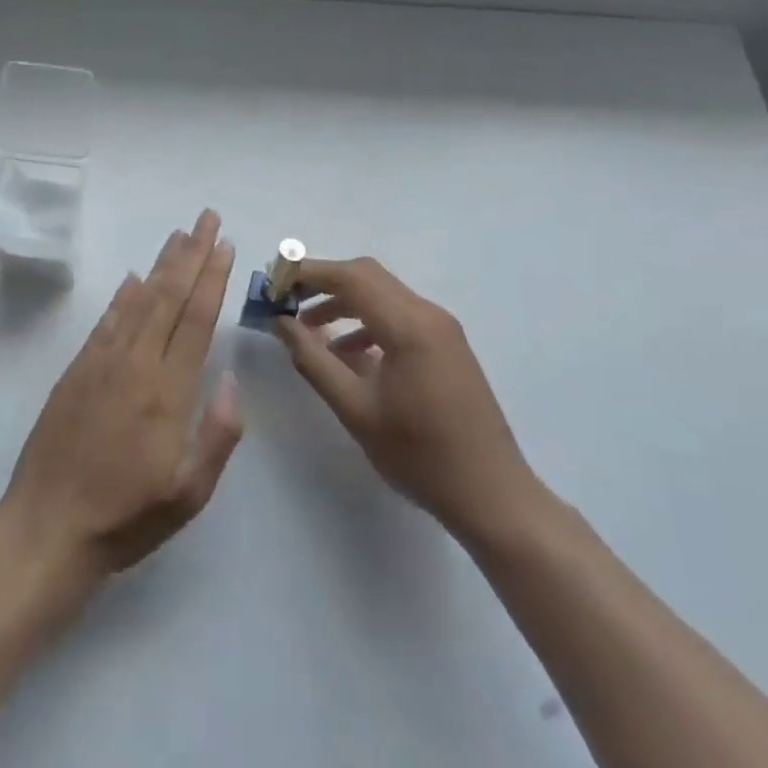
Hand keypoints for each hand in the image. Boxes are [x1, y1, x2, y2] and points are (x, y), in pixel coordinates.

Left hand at [0, 210, 243, 591]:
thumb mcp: (189, 493)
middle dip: (192, 253)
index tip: (225, 245)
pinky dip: (122, 295)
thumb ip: (219, 434)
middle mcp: (136, 364)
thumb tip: (231, 379)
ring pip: (139, 300)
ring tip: (179, 234)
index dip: (212, 278)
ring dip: (161, 264)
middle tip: (208, 218)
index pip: (196, 319)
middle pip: (169, 296)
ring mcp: (102, 363)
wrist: (47, 529)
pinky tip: (133, 278)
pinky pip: (106, 322)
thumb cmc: (126, 517)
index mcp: (168, 391)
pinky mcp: (76, 370)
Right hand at [274, 256, 542, 547]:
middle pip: (368, 277)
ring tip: (309, 329)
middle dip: (324, 282)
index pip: (351, 277)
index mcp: (409, 325)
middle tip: (287, 301)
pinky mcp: (446, 345)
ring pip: (384, 295)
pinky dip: (367, 322)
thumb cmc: (420, 455)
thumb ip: (314, 360)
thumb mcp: (356, 409)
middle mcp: (428, 314)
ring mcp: (442, 328)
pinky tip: (348, 355)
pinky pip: (399, 316)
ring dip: (344, 302)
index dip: (309, 273)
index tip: (275, 283)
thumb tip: (281, 323)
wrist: (492, 494)